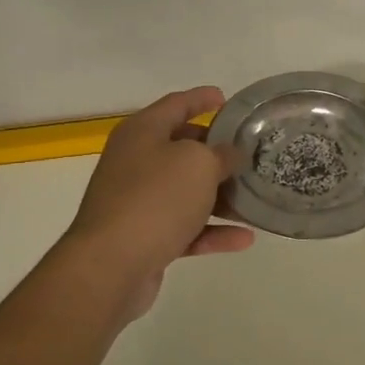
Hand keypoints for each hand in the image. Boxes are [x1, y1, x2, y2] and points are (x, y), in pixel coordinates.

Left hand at [64, 86, 253, 320]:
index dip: (202, 99)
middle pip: (182, 149)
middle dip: (216, 152)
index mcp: (142, 133)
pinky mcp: (144, 238)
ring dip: (220, 196)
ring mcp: (137, 201)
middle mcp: (136, 162)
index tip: (226, 98)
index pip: (176, 105)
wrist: (111, 266)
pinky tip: (245, 238)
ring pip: (186, 191)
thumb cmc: (155, 199)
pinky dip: (212, 231)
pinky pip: (185, 228)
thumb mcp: (198, 164)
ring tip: (254, 199)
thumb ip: (221, 154)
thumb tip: (230, 155)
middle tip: (248, 154)